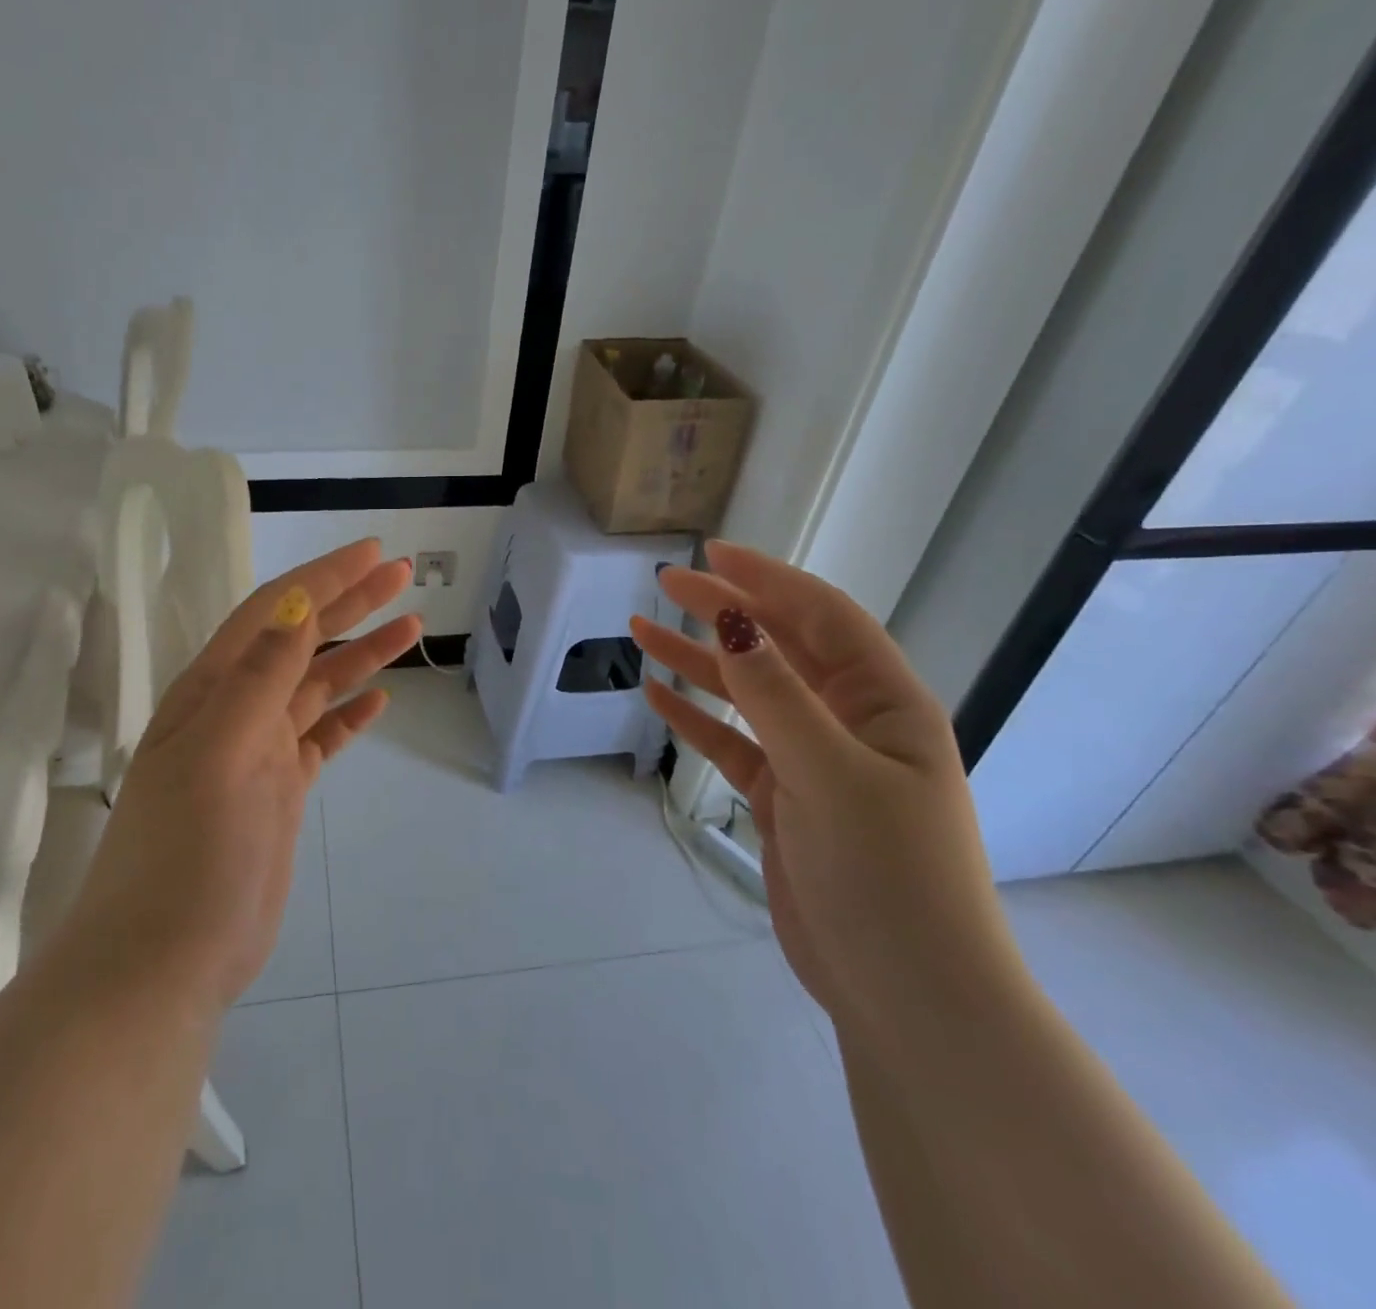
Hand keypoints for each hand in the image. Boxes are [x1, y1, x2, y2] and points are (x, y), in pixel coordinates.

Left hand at [64, 539, 418, 1012]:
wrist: (166, 960)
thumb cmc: (186, 853)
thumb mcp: (220, 754)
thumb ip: (259, 678)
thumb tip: (295, 604)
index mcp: (213, 690)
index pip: (275, 613)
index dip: (323, 578)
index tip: (374, 553)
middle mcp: (236, 709)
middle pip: (302, 640)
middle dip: (350, 602)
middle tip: (402, 575)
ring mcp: (260, 751)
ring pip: (318, 685)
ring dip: (361, 654)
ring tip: (411, 626)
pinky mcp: (279, 790)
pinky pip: (321, 737)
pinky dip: (349, 715)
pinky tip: (378, 702)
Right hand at [630, 542, 1023, 1042]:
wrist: (907, 995)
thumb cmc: (889, 877)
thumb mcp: (831, 776)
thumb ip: (777, 699)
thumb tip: (731, 622)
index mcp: (886, 703)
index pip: (822, 617)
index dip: (768, 579)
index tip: (711, 553)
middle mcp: (851, 721)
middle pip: (779, 648)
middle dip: (723, 611)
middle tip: (664, 584)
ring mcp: (814, 761)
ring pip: (748, 694)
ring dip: (698, 661)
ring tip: (641, 631)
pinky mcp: (784, 799)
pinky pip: (733, 743)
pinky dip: (696, 719)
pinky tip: (658, 697)